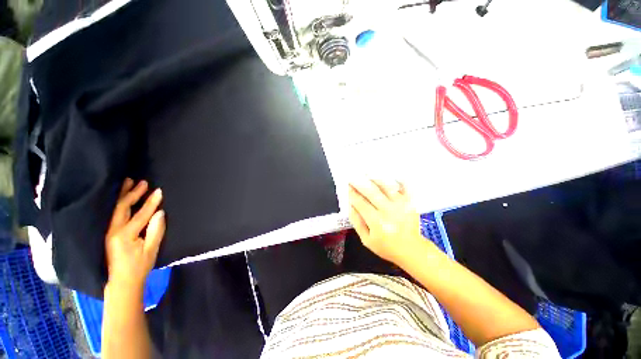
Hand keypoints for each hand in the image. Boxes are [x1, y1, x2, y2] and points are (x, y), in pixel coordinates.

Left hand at [105, 179, 164, 291]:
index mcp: (124, 235)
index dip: (150, 202)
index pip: (140, 214)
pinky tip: (121, 198)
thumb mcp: (151, 250)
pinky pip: (113, 214)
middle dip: (132, 193)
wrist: (122, 282)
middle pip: (122, 207)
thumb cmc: (139, 266)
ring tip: (128, 182)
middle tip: (142, 182)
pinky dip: (118, 203)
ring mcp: (109, 231)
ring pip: (115, 209)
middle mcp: (113, 230)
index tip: (159, 191)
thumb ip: (155, 230)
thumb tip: (160, 213)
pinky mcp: (108, 233)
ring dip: (123, 195)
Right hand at [348, 180, 424, 264]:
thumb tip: (350, 206)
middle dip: (360, 183)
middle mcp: (388, 211)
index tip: (347, 187)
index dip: (352, 194)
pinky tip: (389, 176)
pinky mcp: (410, 203)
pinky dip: (396, 180)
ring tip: (366, 175)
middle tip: (353, 177)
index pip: (361, 203)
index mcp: (377, 222)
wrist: (411, 250)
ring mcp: (401, 205)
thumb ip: (357, 222)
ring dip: (374, 179)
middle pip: (371, 192)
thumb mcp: (366, 240)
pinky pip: (403, 187)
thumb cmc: (386, 246)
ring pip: (385, 187)